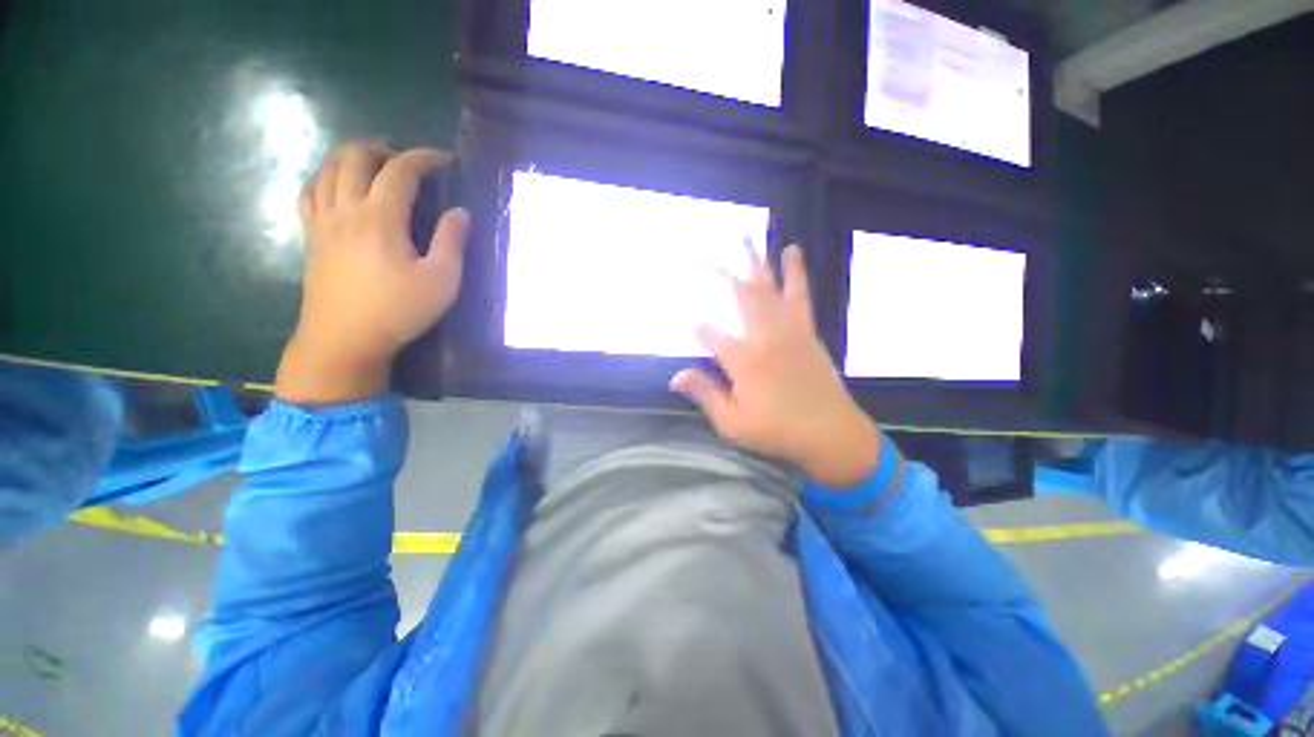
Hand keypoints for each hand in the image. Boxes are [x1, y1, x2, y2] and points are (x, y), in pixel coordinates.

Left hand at [275, 142, 470, 404]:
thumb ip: (452, 242)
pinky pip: (310, 191)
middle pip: (355, 156)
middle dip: (384, 149)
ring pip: (328, 168)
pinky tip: (339, 186)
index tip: (444, 160)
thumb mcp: (441, 281)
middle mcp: (346, 208)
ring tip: (376, 167)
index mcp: (380, 217)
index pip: (400, 170)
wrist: (344, 339)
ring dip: (353, 157)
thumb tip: (460, 212)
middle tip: (408, 163)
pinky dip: (326, 177)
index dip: (424, 158)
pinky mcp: (311, 236)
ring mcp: (322, 221)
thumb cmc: (398, 311)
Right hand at [671, 245, 879, 486]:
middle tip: (701, 254)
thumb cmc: (778, 432)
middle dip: (718, 273)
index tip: (685, 321)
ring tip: (748, 235)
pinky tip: (793, 254)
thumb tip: (674, 376)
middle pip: (739, 296)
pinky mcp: (807, 331)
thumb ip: (705, 395)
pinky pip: (799, 294)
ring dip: (757, 260)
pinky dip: (794, 272)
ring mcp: (790, 330)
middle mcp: (766, 336)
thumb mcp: (733, 423)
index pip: (710, 335)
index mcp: (745, 360)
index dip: (695, 327)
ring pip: (770, 287)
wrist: (833, 434)